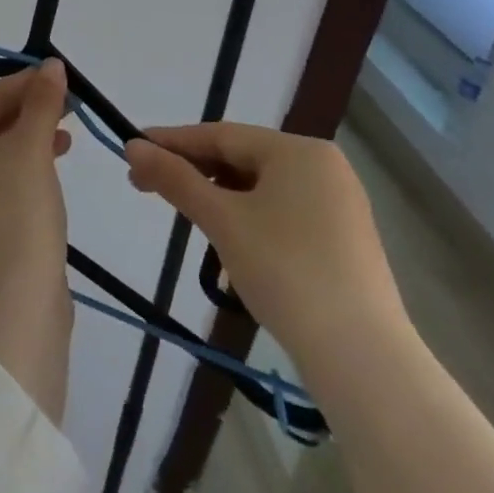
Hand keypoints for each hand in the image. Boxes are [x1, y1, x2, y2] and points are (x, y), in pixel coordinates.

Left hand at [0, 60, 74, 420]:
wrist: (10, 304)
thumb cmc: (16, 211)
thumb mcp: (32, 148)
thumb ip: (42, 103)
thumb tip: (51, 65)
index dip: (25, 83)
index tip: (62, 77)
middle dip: (29, 110)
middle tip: (70, 105)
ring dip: (31, 139)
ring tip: (67, 136)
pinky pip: (0, 183)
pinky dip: (25, 169)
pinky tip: (52, 170)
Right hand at [124, 122, 406, 375]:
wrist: (362, 358)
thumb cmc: (285, 271)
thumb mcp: (221, 220)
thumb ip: (175, 178)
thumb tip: (132, 146)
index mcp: (298, 150)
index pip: (220, 135)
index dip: (171, 142)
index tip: (131, 150)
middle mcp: (323, 166)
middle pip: (241, 157)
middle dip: (192, 171)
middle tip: (145, 186)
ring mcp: (338, 203)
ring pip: (260, 186)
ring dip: (217, 195)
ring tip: (183, 213)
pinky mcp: (343, 238)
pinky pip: (282, 210)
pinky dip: (247, 215)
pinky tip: (227, 236)